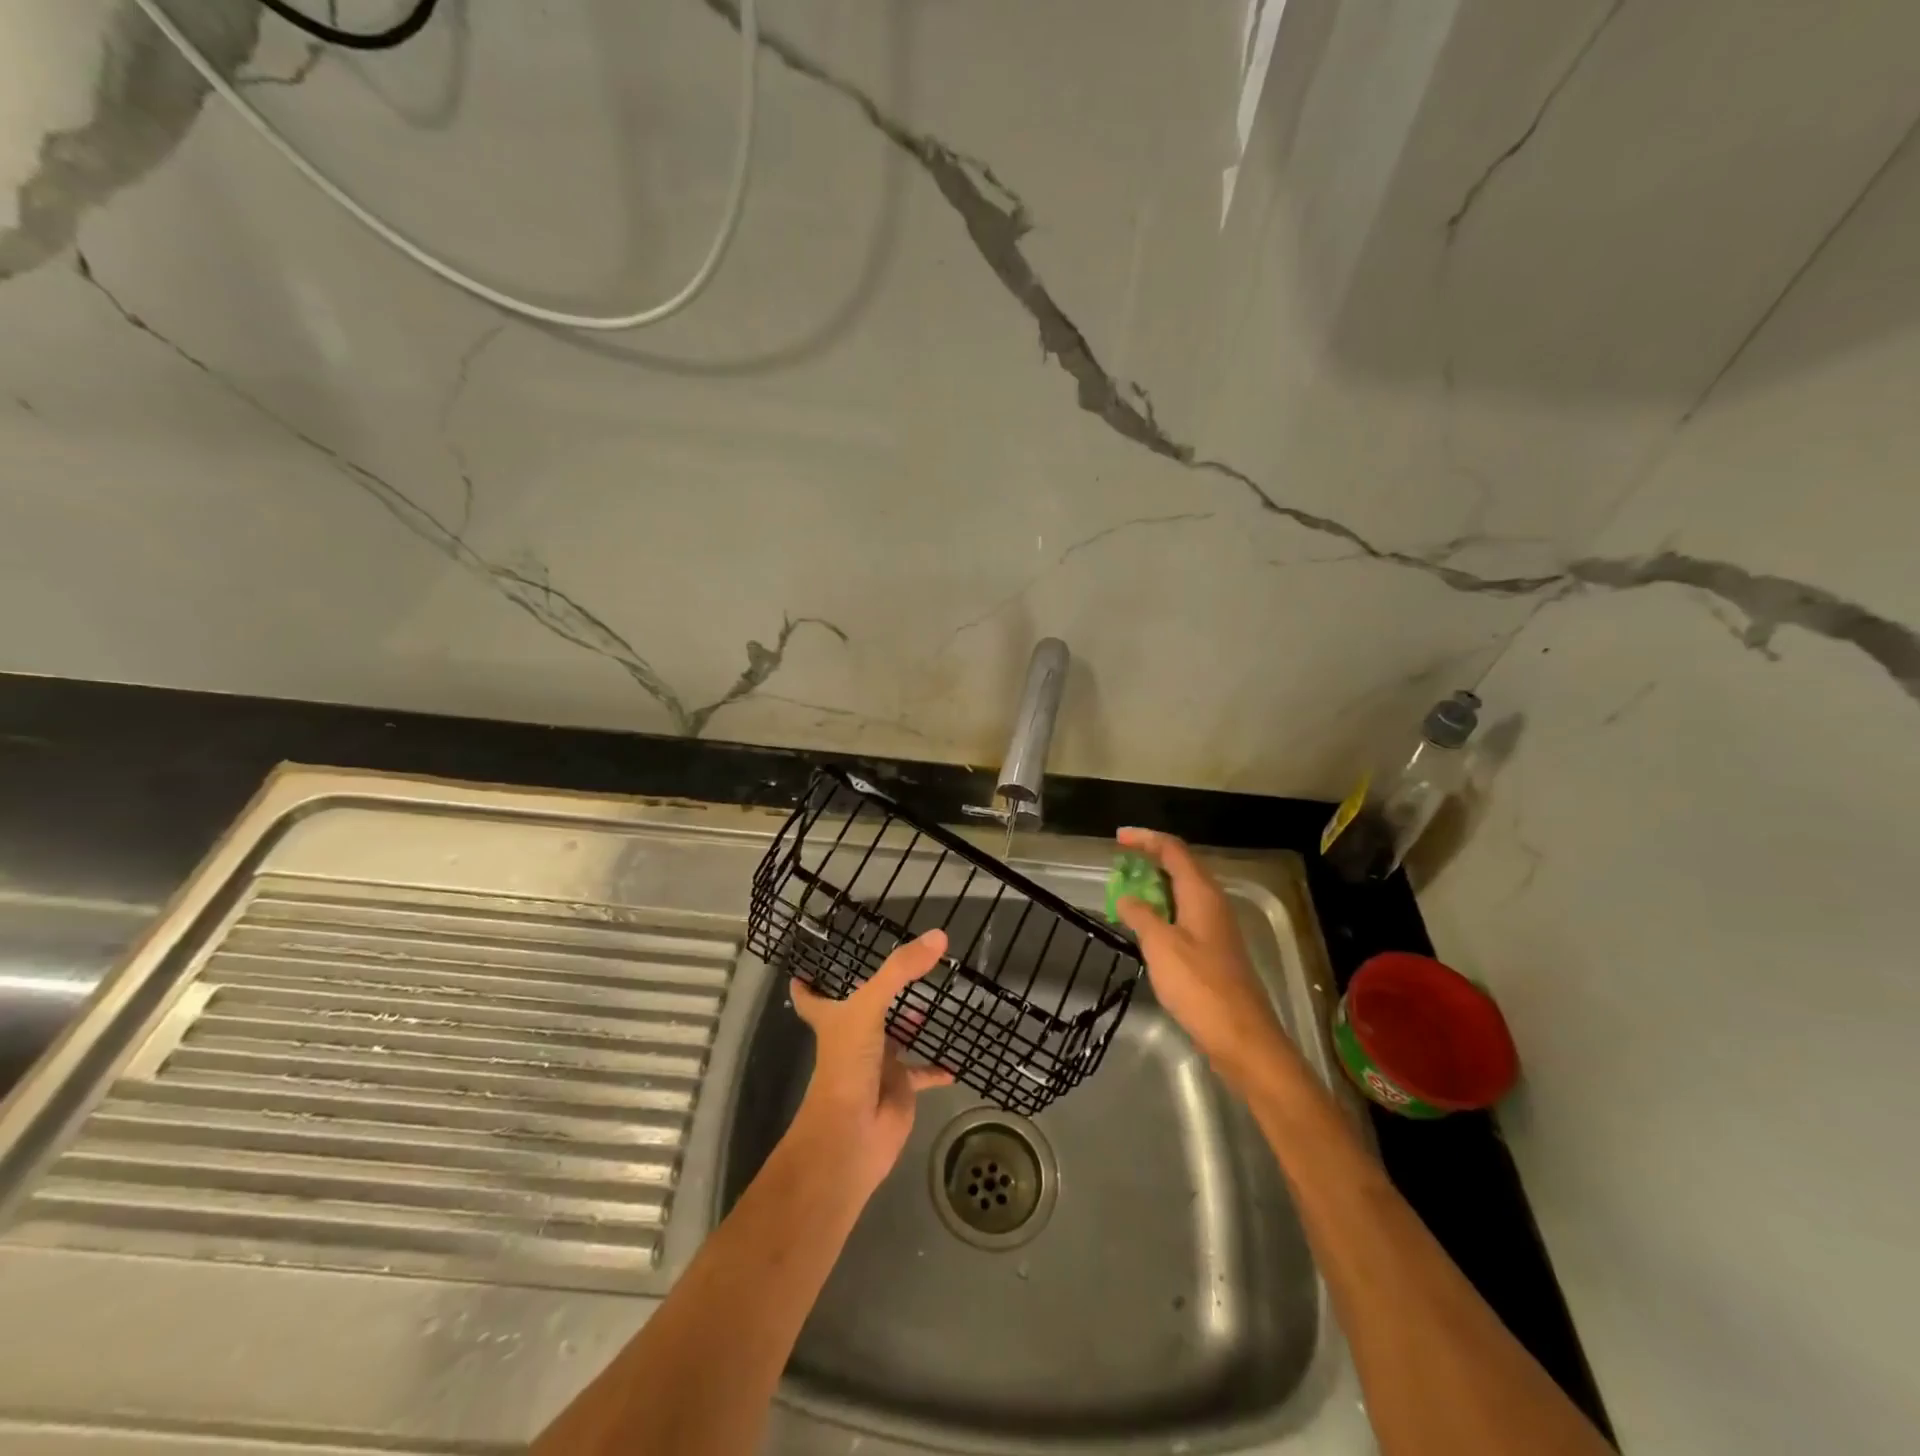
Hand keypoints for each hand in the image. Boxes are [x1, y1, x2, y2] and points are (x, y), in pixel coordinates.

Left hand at [788, 928, 954, 1193]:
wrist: (852, 1134)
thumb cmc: (848, 1064)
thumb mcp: (870, 1007)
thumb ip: (901, 971)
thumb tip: (939, 935)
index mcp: (834, 1020)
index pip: (813, 998)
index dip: (807, 984)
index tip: (804, 968)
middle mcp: (854, 1039)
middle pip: (864, 1012)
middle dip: (880, 996)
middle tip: (903, 972)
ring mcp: (877, 1064)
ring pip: (895, 1039)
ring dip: (911, 1025)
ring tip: (934, 1003)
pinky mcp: (900, 1089)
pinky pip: (922, 1074)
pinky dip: (937, 1067)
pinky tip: (956, 1057)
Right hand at [1114, 828, 1296, 1087]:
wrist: (1241, 1036)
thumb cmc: (1199, 986)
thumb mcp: (1160, 946)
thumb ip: (1141, 916)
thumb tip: (1127, 898)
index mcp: (1201, 893)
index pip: (1173, 850)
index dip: (1146, 839)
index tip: (1118, 838)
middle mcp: (1213, 903)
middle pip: (1182, 866)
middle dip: (1151, 858)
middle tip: (1120, 861)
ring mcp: (1216, 927)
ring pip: (1183, 891)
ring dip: (1156, 885)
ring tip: (1127, 889)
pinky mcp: (1214, 949)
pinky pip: (1185, 914)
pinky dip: (1163, 909)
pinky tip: (1147, 924)